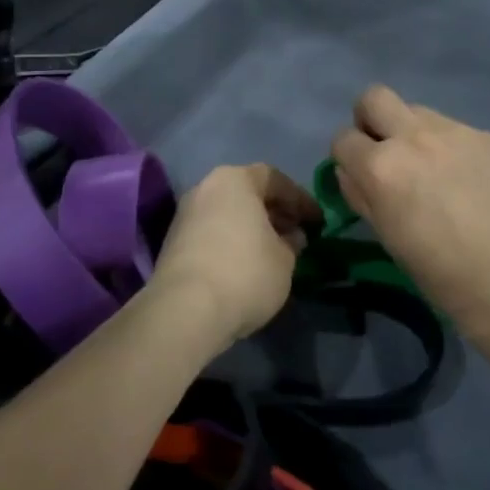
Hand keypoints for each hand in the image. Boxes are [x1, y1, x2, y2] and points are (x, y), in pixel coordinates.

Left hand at [148, 164, 320, 350]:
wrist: (185, 311)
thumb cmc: (245, 273)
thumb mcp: (285, 259)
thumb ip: (292, 242)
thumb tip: (291, 237)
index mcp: (234, 180)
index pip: (274, 179)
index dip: (299, 199)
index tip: (316, 221)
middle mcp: (205, 188)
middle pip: (247, 193)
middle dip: (275, 212)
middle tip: (296, 234)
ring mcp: (185, 216)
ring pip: (228, 214)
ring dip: (252, 228)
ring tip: (274, 252)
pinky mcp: (173, 244)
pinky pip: (212, 233)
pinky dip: (232, 242)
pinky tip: (247, 266)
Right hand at [331, 86, 489, 334]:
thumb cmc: (435, 268)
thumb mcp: (383, 233)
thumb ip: (359, 193)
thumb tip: (350, 170)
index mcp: (380, 166)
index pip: (343, 138)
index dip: (346, 156)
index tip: (358, 173)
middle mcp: (412, 137)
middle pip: (374, 98)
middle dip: (370, 119)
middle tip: (384, 150)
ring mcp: (452, 131)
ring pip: (415, 110)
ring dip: (410, 131)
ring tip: (429, 167)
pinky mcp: (483, 136)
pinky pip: (451, 128)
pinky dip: (445, 145)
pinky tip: (462, 177)